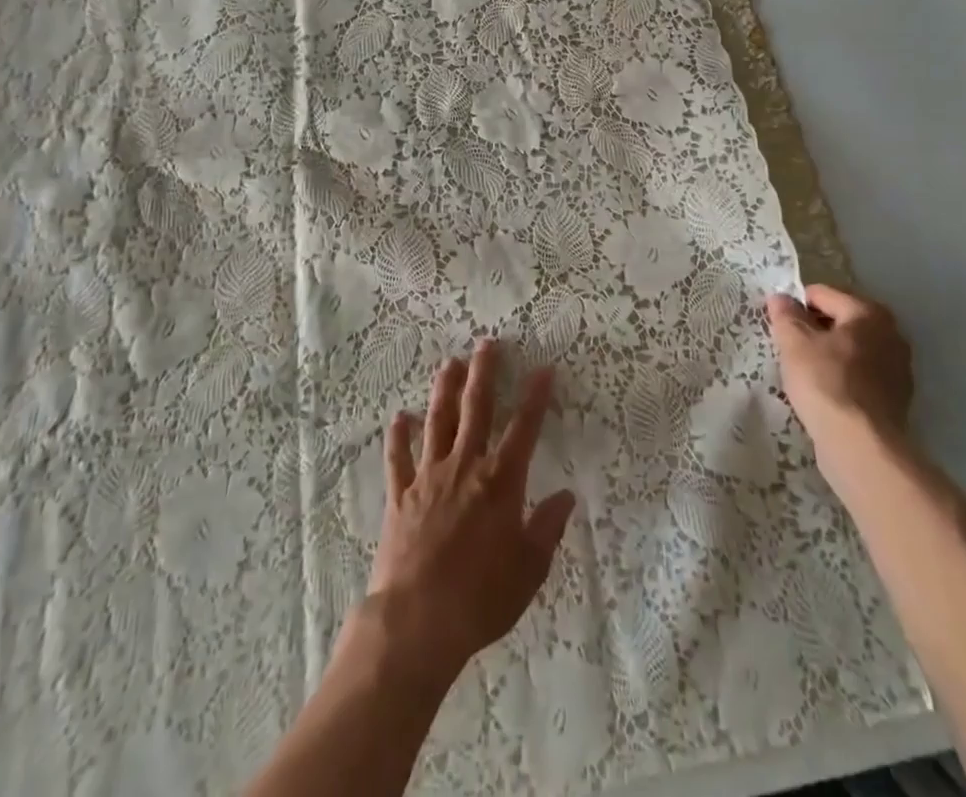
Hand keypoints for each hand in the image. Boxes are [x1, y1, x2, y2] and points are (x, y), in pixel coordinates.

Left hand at [357, 340, 575, 690]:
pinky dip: (398, 436)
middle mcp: (465, 466)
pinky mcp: (401, 494)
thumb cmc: (481, 597)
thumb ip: (547, 528)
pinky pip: (399, 457)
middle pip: (476, 410)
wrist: (417, 621)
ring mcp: (429, 476)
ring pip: (437, 421)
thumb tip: (566, 496)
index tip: (544, 368)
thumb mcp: (529, 569)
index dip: (535, 397)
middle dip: (483, 374)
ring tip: (449, 363)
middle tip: (486, 343)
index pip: (524, 428)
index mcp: (500, 481)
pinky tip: (399, 417)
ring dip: (444, 390)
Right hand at [767, 284, 913, 441]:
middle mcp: (891, 333)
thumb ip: (786, 315)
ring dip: (828, 354)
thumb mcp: (794, 342)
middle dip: (814, 329)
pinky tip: (824, 394)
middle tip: (789, 349)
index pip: (821, 294)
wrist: (861, 446)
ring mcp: (898, 368)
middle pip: (840, 320)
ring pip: (850, 349)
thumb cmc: (826, 383)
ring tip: (804, 373)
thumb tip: (781, 298)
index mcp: (869, 312)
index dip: (795, 305)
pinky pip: (860, 375)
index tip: (778, 326)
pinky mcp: (896, 398)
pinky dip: (842, 377)